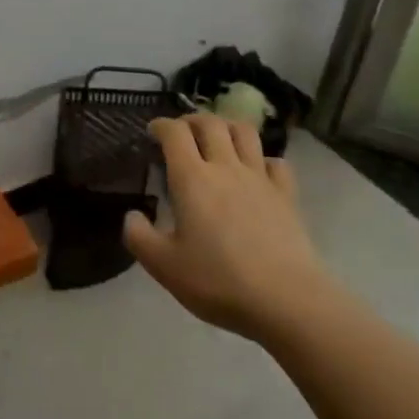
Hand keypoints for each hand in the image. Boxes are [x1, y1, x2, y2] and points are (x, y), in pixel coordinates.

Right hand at [123, 114, 329, 339]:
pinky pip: (276, 162)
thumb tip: (131, 215)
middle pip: (211, 124)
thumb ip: (139, 237)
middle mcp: (226, 167)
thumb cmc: (217, 280)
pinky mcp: (287, 195)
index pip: (175, 133)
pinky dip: (262, 159)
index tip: (153, 131)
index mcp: (192, 178)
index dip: (161, 125)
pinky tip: (257, 171)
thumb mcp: (164, 266)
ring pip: (245, 133)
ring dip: (228, 127)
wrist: (284, 298)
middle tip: (182, 131)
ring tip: (218, 138)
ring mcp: (260, 178)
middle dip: (192, 120)